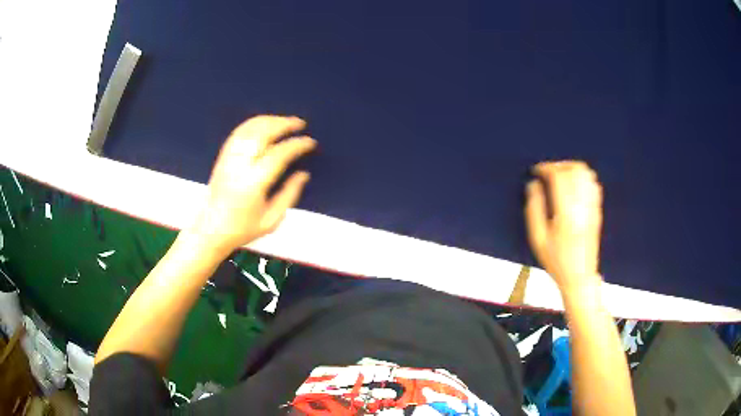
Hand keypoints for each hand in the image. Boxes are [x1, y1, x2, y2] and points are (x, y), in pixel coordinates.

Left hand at [190, 115, 315, 254]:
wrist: (210, 230)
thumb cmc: (242, 229)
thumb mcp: (271, 220)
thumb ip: (289, 194)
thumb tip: (304, 174)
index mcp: (253, 183)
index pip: (279, 154)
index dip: (296, 145)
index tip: (310, 142)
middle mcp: (239, 166)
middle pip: (262, 134)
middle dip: (283, 124)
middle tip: (300, 123)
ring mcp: (228, 159)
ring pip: (249, 129)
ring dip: (269, 120)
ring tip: (285, 121)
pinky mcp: (222, 157)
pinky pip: (238, 133)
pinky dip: (254, 124)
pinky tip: (265, 124)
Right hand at [525, 161, 602, 292]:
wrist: (580, 277)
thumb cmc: (556, 261)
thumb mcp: (537, 239)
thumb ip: (534, 208)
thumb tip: (533, 184)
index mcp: (566, 213)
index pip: (559, 177)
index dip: (546, 168)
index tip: (536, 170)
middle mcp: (582, 206)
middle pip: (574, 170)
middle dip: (558, 165)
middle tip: (547, 173)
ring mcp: (592, 207)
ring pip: (586, 173)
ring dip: (571, 168)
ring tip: (559, 176)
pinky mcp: (597, 210)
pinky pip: (593, 184)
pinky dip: (582, 177)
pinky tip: (573, 185)